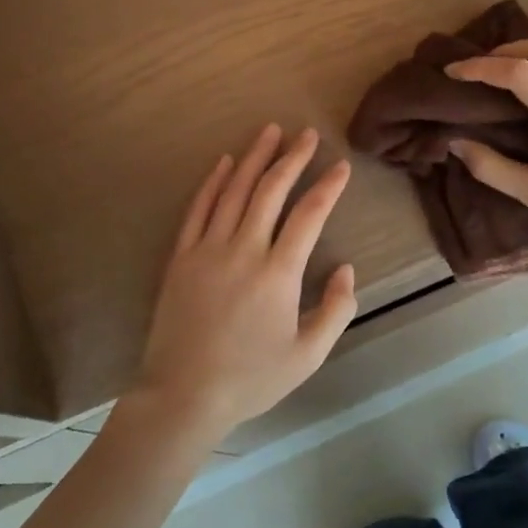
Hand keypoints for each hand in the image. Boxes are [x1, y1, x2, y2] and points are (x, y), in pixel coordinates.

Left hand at [132, 125, 357, 438]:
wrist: (183, 395)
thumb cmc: (251, 379)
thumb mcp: (308, 355)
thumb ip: (336, 309)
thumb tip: (346, 268)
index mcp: (279, 273)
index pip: (309, 215)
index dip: (328, 187)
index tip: (341, 166)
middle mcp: (244, 250)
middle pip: (271, 191)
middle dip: (292, 158)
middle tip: (307, 135)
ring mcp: (207, 250)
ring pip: (234, 191)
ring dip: (254, 158)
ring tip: (270, 132)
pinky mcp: (181, 258)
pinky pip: (198, 209)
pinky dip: (213, 182)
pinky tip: (225, 163)